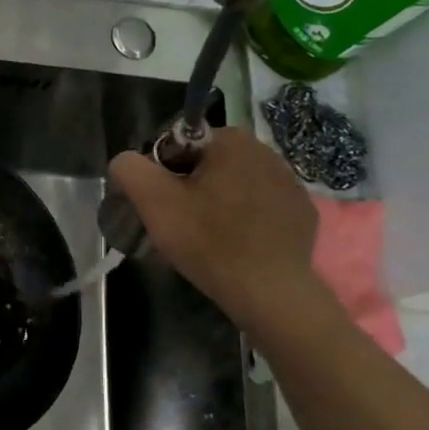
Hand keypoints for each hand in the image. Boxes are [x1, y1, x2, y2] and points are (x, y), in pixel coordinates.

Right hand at [108, 128, 333, 335]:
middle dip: (190, 188)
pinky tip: (237, 244)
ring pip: (235, 184)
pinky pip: (262, 207)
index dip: (161, 175)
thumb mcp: (153, 202)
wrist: (268, 289)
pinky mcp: (302, 211)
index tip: (161, 206)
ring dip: (218, 202)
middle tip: (180, 224)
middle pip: (208, 164)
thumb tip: (126, 162)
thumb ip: (130, 169)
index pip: (179, 146)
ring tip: (208, 237)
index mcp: (231, 140)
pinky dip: (246, 219)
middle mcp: (266, 150)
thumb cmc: (207, 240)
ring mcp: (290, 181)